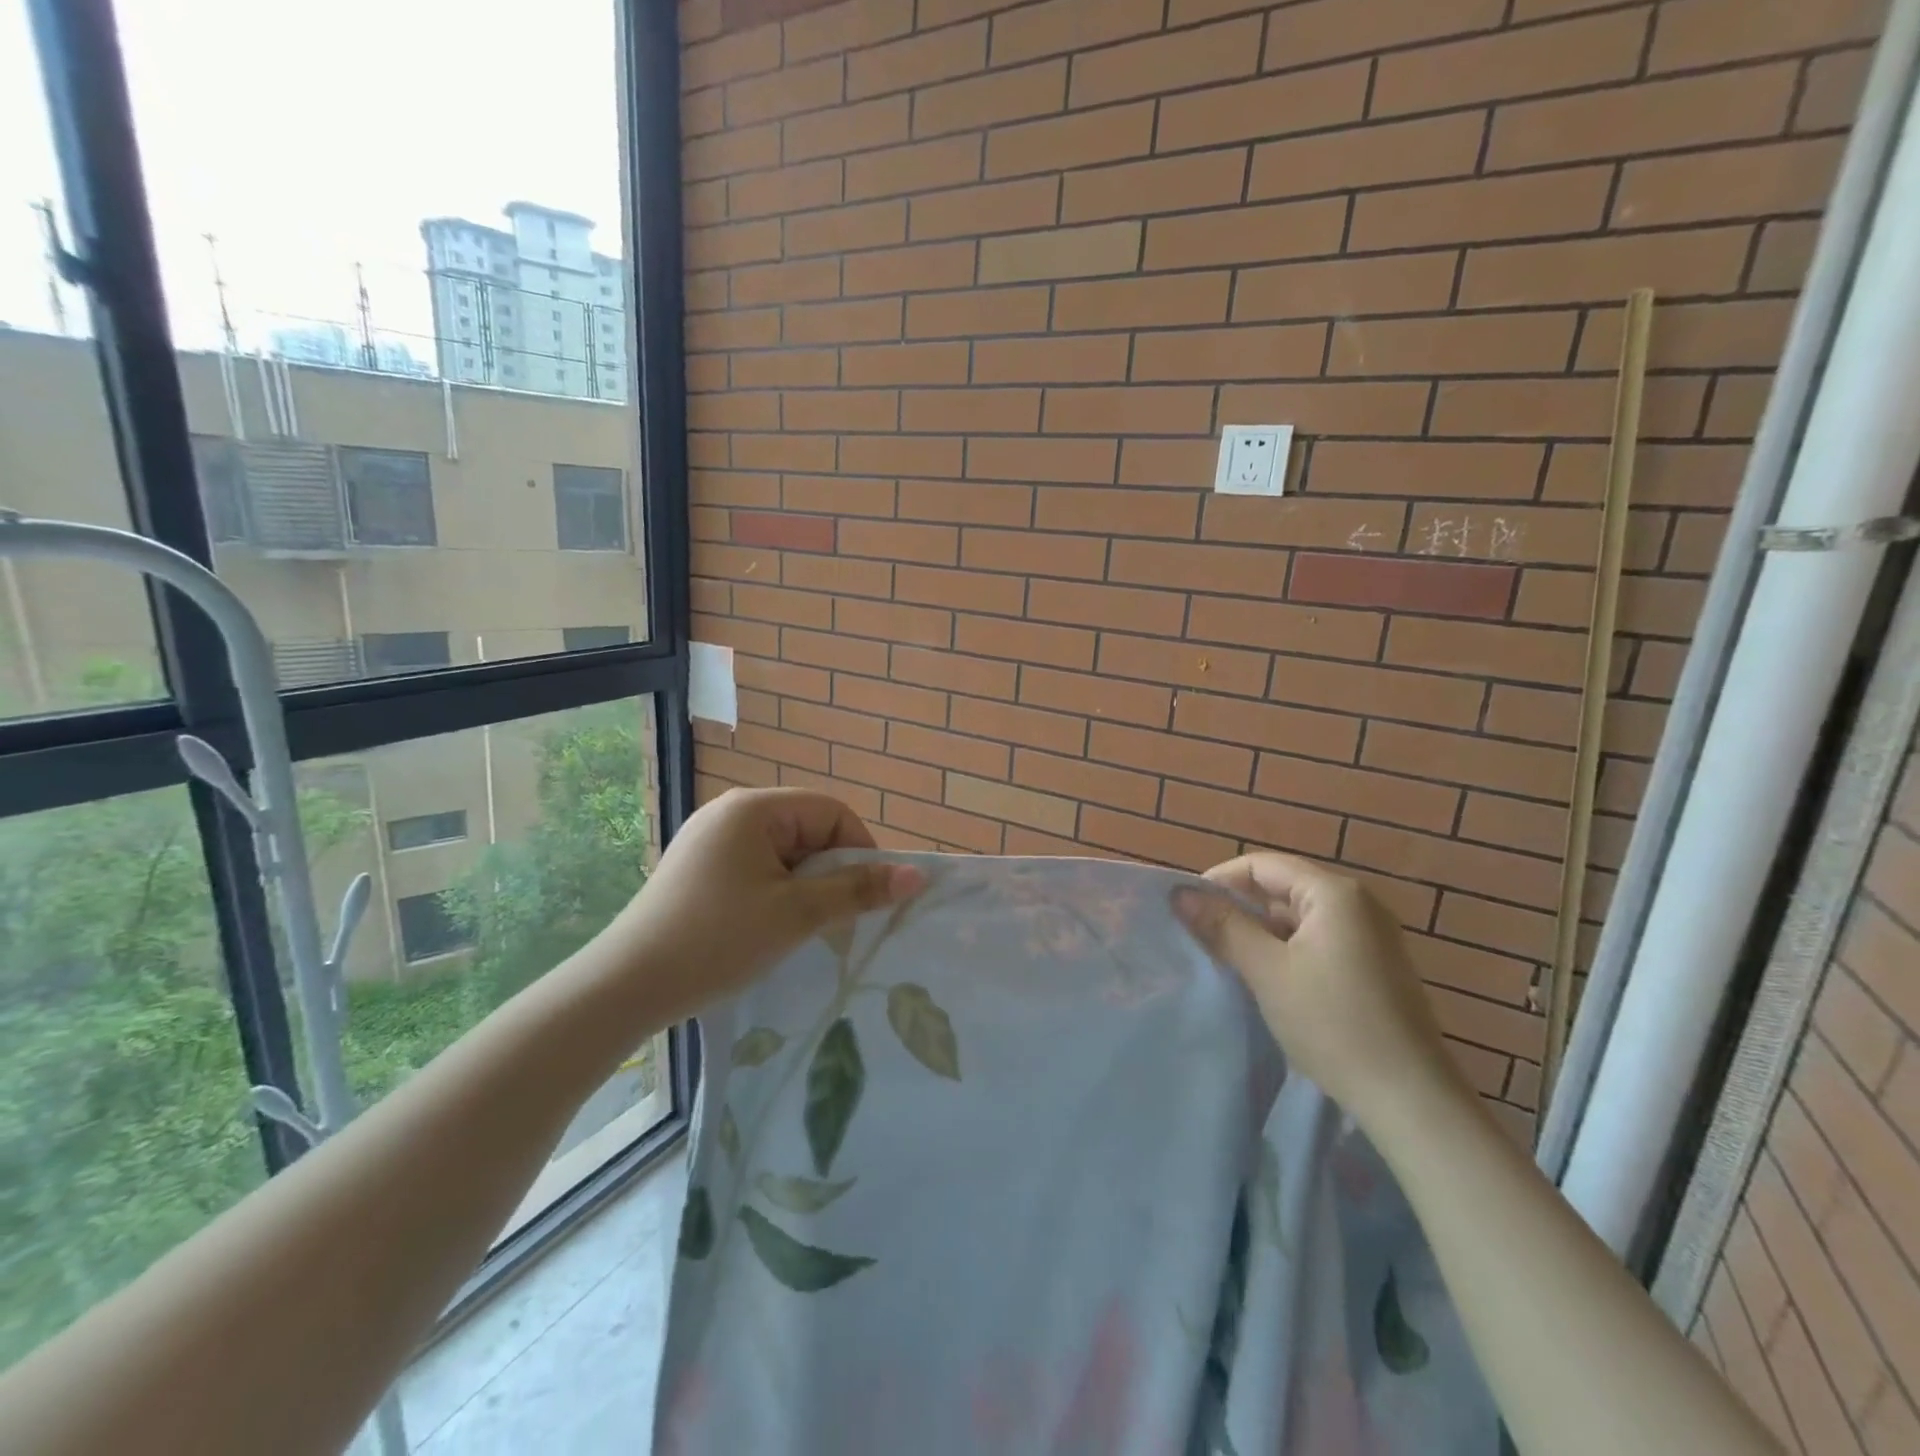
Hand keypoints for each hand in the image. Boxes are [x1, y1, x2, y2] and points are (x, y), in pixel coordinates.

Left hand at [606, 789, 923, 1016]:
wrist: (624, 987)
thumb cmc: (717, 940)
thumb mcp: (796, 915)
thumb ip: (858, 890)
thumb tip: (917, 875)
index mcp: (753, 808)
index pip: (831, 812)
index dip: (859, 851)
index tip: (865, 898)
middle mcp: (730, 812)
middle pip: (807, 830)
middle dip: (829, 872)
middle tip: (832, 920)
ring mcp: (709, 840)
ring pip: (783, 853)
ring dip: (804, 887)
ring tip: (800, 928)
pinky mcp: (697, 868)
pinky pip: (755, 868)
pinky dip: (775, 893)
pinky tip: (767, 928)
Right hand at [1175, 853, 1468, 1130]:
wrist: (1410, 1099)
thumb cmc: (1333, 1024)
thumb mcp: (1267, 971)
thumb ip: (1223, 926)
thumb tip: (1181, 893)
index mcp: (1334, 894)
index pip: (1262, 865)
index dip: (1219, 881)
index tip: (1187, 910)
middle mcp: (1358, 903)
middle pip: (1282, 887)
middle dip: (1238, 907)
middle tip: (1201, 936)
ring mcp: (1372, 935)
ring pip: (1298, 917)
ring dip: (1260, 931)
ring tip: (1227, 959)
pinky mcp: (1375, 966)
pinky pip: (1318, 940)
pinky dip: (1287, 950)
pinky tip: (1268, 979)